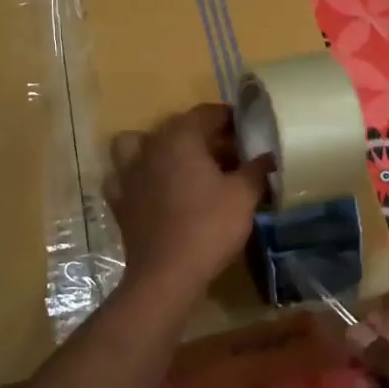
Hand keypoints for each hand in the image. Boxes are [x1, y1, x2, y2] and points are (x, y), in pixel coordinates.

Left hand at [105, 104, 271, 309]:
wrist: (167, 274)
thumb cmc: (209, 227)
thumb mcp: (244, 196)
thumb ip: (256, 170)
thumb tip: (269, 156)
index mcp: (180, 138)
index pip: (206, 113)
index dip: (229, 118)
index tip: (247, 130)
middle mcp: (150, 147)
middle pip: (177, 128)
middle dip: (203, 135)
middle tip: (229, 153)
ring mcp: (129, 173)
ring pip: (139, 144)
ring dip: (160, 148)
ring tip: (182, 164)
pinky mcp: (120, 200)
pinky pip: (125, 176)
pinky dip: (138, 176)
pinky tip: (153, 188)